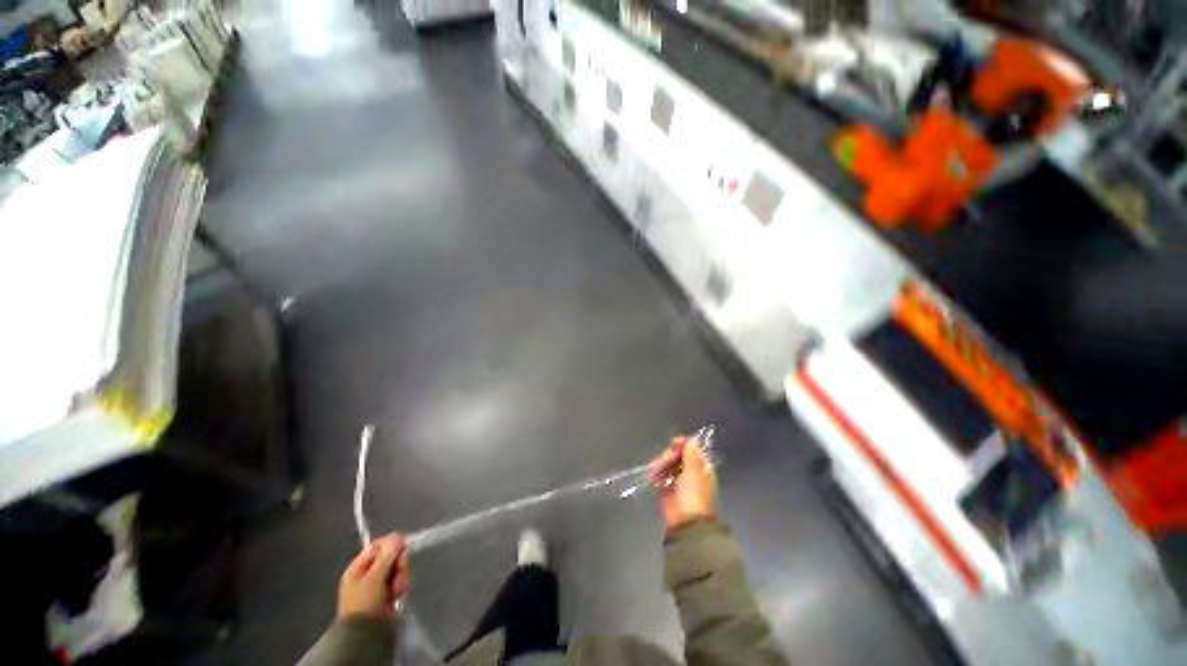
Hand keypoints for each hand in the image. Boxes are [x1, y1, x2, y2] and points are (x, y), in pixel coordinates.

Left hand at [337, 533, 409, 619]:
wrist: (367, 632)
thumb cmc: (365, 601)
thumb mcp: (375, 576)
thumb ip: (387, 555)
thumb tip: (397, 535)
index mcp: (358, 567)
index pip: (377, 546)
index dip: (391, 544)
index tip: (403, 547)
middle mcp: (368, 573)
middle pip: (391, 556)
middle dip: (399, 563)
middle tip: (400, 571)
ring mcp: (379, 584)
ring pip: (398, 568)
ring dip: (402, 576)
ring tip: (398, 589)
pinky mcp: (388, 593)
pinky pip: (400, 580)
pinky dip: (402, 585)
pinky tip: (400, 594)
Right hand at [649, 436, 716, 530]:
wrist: (685, 522)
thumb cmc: (693, 495)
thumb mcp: (694, 471)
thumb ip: (691, 453)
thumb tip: (693, 438)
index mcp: (702, 467)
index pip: (692, 448)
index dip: (683, 444)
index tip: (673, 443)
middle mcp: (690, 471)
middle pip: (678, 454)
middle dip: (669, 455)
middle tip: (664, 460)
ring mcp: (678, 479)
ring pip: (667, 463)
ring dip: (660, 464)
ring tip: (655, 471)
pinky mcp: (666, 488)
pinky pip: (660, 474)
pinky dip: (656, 474)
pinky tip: (653, 476)